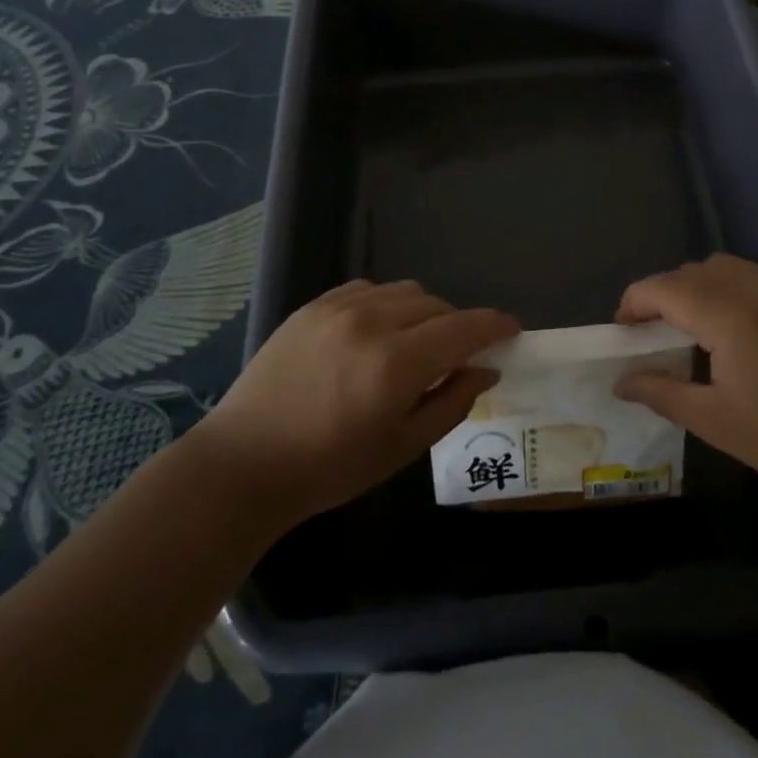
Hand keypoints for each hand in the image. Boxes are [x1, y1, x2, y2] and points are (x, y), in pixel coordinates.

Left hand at [195, 280, 516, 528]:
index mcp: (397, 364)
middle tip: (456, 356)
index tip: (512, 330)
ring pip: (405, 291)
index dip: (495, 326)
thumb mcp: (402, 447)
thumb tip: (486, 370)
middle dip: (457, 326)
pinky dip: (386, 304)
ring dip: (423, 313)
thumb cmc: (330, 468)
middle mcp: (372, 323)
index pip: (464, 328)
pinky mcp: (314, 305)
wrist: (244, 462)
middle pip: (437, 305)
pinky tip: (376, 333)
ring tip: (413, 344)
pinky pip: (369, 289)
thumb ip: (452, 402)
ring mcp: (339, 308)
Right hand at [614, 254, 757, 506]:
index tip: (623, 329)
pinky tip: (738, 330)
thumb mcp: (715, 421)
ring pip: (725, 267)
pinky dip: (731, 289)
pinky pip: (755, 277)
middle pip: (692, 272)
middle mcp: (755, 287)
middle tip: (653, 333)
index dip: (635, 302)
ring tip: (693, 328)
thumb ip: (661, 392)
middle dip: (663, 294)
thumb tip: (620, 381)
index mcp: (728, 315)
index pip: (664, 288)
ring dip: (697, 287)